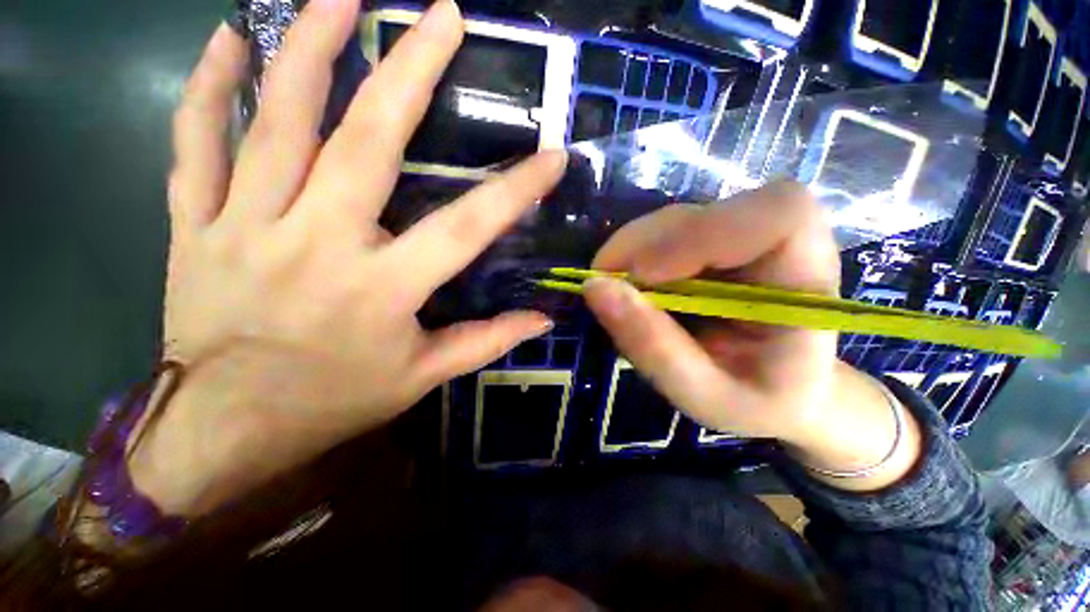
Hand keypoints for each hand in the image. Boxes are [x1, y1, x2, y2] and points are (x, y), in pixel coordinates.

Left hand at [132, 0, 563, 514]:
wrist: (224, 429)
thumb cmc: (332, 403)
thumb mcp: (421, 377)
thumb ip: (484, 342)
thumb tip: (540, 320)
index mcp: (381, 289)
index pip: (466, 228)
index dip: (514, 191)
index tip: (551, 156)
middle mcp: (318, 243)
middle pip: (368, 141)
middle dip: (410, 71)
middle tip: (441, 14)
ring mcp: (246, 226)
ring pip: (276, 121)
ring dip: (309, 49)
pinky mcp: (195, 226)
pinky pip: (194, 143)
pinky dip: (206, 87)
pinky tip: (226, 42)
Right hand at [585, 183, 920, 490]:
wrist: (781, 391)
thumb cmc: (757, 401)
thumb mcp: (703, 396)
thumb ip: (652, 346)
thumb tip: (594, 288)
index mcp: (806, 282)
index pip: (778, 215)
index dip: (703, 233)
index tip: (645, 276)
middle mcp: (779, 242)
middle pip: (705, 212)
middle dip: (643, 246)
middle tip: (607, 289)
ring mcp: (742, 236)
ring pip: (675, 219)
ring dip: (632, 252)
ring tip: (619, 296)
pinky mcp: (712, 240)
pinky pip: (663, 232)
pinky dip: (633, 256)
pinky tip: (632, 289)